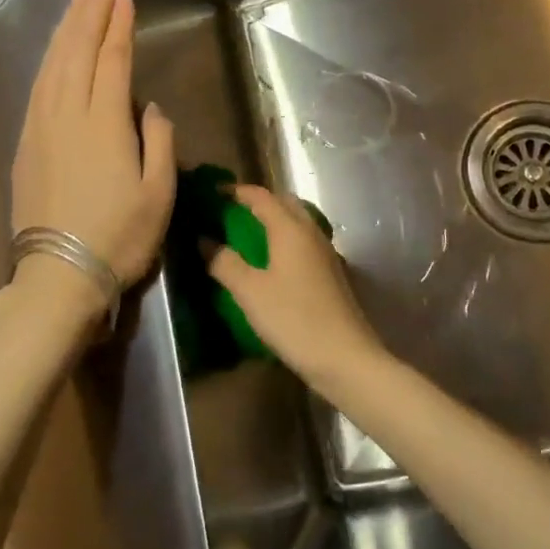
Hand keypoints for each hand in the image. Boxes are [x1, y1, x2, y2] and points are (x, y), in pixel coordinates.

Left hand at [13, 0, 175, 289]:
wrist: (58, 276)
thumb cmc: (119, 237)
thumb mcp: (159, 194)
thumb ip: (160, 143)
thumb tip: (149, 108)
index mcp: (104, 124)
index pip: (111, 60)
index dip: (117, 25)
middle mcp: (67, 115)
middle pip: (76, 51)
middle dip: (88, 12)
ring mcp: (41, 127)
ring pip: (52, 64)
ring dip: (66, 28)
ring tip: (78, 0)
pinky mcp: (26, 144)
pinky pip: (38, 87)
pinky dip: (48, 59)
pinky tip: (56, 50)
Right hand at [206, 186, 388, 387]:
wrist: (344, 356)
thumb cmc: (293, 319)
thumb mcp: (249, 292)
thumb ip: (224, 262)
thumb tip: (204, 239)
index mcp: (290, 228)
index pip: (260, 196)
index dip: (236, 191)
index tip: (212, 194)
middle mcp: (310, 231)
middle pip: (283, 202)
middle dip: (257, 202)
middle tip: (229, 214)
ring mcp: (325, 251)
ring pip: (296, 222)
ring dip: (273, 220)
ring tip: (246, 236)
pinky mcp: (331, 272)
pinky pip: (303, 241)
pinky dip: (284, 239)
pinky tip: (272, 262)